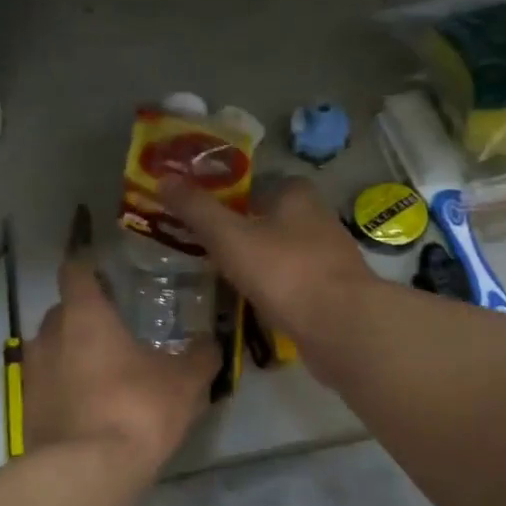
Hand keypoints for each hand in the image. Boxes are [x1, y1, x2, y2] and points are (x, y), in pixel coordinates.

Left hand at [25, 246, 217, 477]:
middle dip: (84, 317)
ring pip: (51, 349)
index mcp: (84, 314)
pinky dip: (64, 389)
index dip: (88, 268)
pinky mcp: (24, 409)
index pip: (75, 270)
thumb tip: (210, 342)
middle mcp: (49, 335)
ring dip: (72, 355)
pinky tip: (90, 408)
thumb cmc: (136, 409)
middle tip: (115, 330)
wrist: (86, 472)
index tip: (106, 274)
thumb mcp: (184, 382)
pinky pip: (46, 385)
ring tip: (104, 373)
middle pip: (62, 311)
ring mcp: (31, 373)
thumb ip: (199, 356)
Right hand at [157, 175, 374, 366]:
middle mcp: (317, 218)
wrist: (341, 326)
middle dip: (241, 230)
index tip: (203, 215)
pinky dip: (274, 287)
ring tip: (223, 276)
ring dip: (258, 261)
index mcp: (297, 195)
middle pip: (270, 218)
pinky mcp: (332, 290)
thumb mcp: (229, 236)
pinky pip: (293, 281)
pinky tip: (254, 302)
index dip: (229, 196)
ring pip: (282, 251)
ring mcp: (329, 256)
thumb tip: (164, 178)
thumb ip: (197, 209)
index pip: (257, 184)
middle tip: (206, 247)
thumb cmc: (283, 271)